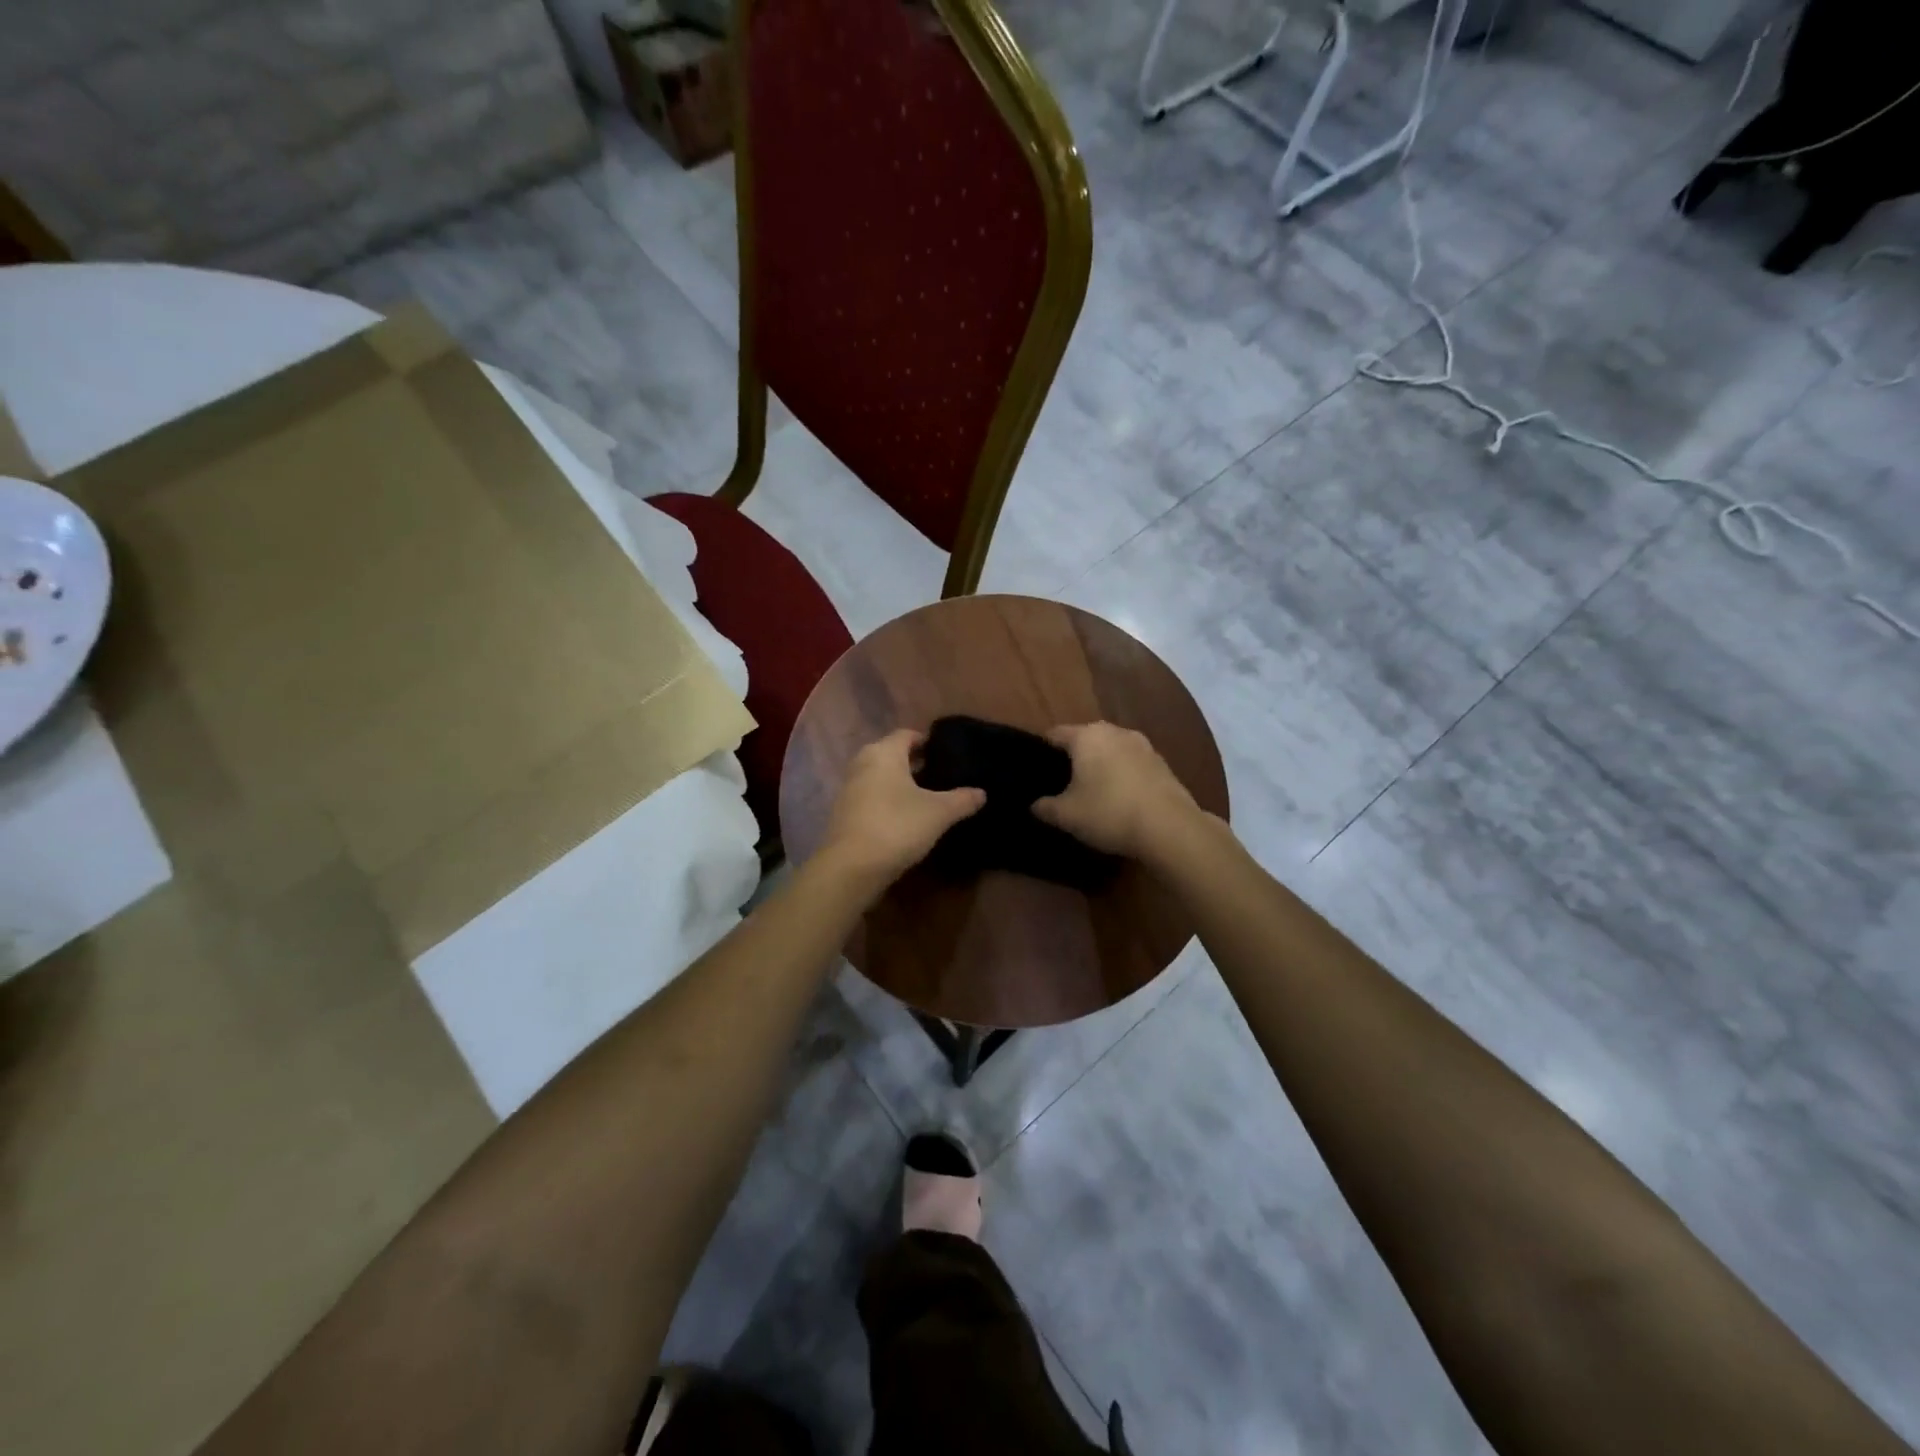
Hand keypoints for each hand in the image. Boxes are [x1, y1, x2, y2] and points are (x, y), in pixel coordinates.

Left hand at [817, 729, 985, 886]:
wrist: (852, 867)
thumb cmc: (897, 826)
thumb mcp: (939, 813)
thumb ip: (962, 800)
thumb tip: (982, 793)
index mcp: (883, 753)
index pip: (907, 734)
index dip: (927, 741)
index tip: (946, 754)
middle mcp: (862, 763)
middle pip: (891, 754)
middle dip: (914, 763)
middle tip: (940, 775)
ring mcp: (848, 788)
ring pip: (879, 776)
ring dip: (899, 783)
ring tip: (926, 797)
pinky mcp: (843, 813)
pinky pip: (870, 797)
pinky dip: (886, 800)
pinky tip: (904, 817)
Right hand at [1032, 722, 1200, 860]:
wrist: (1170, 827)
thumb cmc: (1109, 813)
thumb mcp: (1066, 816)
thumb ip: (1045, 807)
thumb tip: (1035, 804)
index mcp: (1086, 736)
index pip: (1055, 734)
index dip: (1042, 749)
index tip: (1036, 768)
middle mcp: (1114, 731)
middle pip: (1085, 739)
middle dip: (1074, 757)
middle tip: (1062, 782)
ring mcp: (1143, 745)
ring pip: (1111, 750)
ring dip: (1101, 765)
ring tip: (1093, 790)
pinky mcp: (1162, 763)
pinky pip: (1132, 763)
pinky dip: (1123, 775)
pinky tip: (1121, 798)